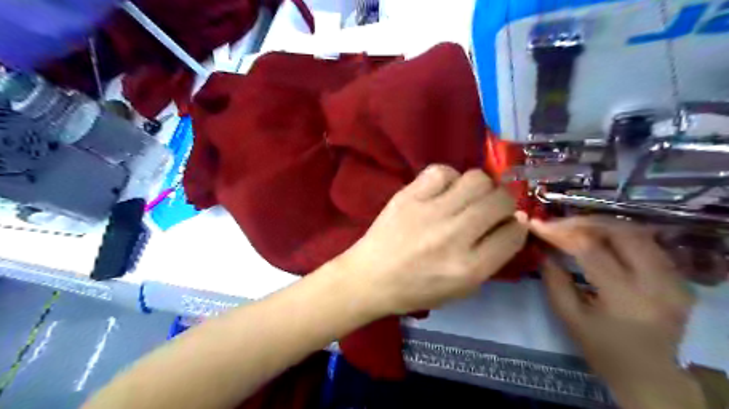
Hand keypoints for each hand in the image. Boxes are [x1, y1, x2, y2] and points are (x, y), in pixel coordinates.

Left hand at [339, 167, 526, 315]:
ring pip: (477, 179)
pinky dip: (449, 178)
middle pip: (500, 200)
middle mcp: (453, 236)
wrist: (370, 277)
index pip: (513, 234)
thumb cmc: (416, 289)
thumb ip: (491, 259)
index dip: (517, 227)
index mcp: (469, 268)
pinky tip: (442, 191)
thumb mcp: (462, 289)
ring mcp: (429, 212)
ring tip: (466, 198)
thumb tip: (512, 224)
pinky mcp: (408, 196)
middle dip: (504, 203)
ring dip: (480, 187)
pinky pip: (441, 171)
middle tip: (490, 209)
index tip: (508, 225)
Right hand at [530, 218, 705, 408]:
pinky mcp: (678, 278)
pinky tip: (598, 237)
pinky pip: (647, 243)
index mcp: (625, 298)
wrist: (651, 375)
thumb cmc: (603, 350)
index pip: (590, 250)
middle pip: (619, 232)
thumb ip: (554, 281)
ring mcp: (674, 279)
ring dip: (600, 224)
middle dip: (582, 222)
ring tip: (573, 227)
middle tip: (556, 225)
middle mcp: (657, 283)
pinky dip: (618, 234)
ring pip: (636, 232)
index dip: (560, 233)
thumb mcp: (569, 318)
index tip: (536, 224)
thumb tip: (542, 249)